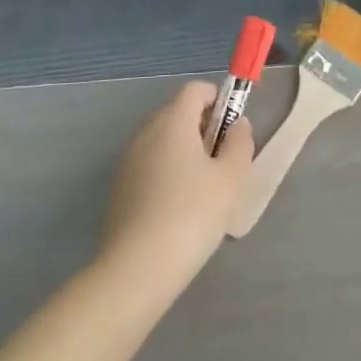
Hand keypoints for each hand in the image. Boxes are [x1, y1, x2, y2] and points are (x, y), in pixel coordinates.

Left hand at [98, 82, 252, 304]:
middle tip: (224, 161)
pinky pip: (151, 166)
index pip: (195, 90)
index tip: (234, 128)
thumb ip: (240, 143)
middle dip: (204, 127)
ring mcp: (128, 162)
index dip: (219, 99)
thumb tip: (237, 125)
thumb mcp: (231, 178)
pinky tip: (181, 209)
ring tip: (205, 190)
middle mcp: (145, 134)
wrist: (137, 270)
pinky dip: (169, 173)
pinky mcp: (120, 189)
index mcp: (172, 122)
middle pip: (178, 113)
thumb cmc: (192, 215)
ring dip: (187, 152)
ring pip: (164, 142)